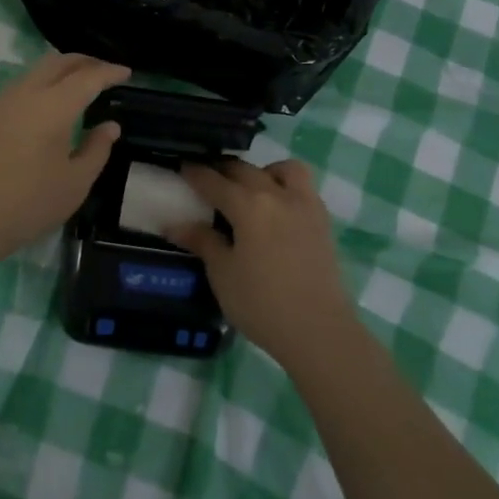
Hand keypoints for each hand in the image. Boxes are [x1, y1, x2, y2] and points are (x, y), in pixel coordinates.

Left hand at [0, 54, 129, 262]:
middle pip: (58, 62)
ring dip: (60, 71)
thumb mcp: (75, 183)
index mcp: (53, 106)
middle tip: (104, 72)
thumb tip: (110, 126)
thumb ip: (97, 149)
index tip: (126, 73)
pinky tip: (47, 106)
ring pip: (35, 71)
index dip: (109, 72)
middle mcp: (26, 94)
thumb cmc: (28, 204)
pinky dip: (41, 85)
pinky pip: (20, 87)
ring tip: (77, 86)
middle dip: (84, 61)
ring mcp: (1, 103)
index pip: (88, 77)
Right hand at [167, 158, 353, 362]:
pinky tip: (277, 210)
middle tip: (208, 180)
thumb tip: (175, 224)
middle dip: (223, 170)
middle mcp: (278, 195)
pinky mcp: (323, 222)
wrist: (318, 330)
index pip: (214, 181)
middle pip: (246, 170)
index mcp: (248, 205)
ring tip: (251, 190)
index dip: (195, 173)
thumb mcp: (223, 274)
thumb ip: (202, 242)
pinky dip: (286, 187)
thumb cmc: (262, 303)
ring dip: (263, 172)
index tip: (182, 168)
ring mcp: (305, 206)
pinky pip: (304, 188)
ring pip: (284, 169)